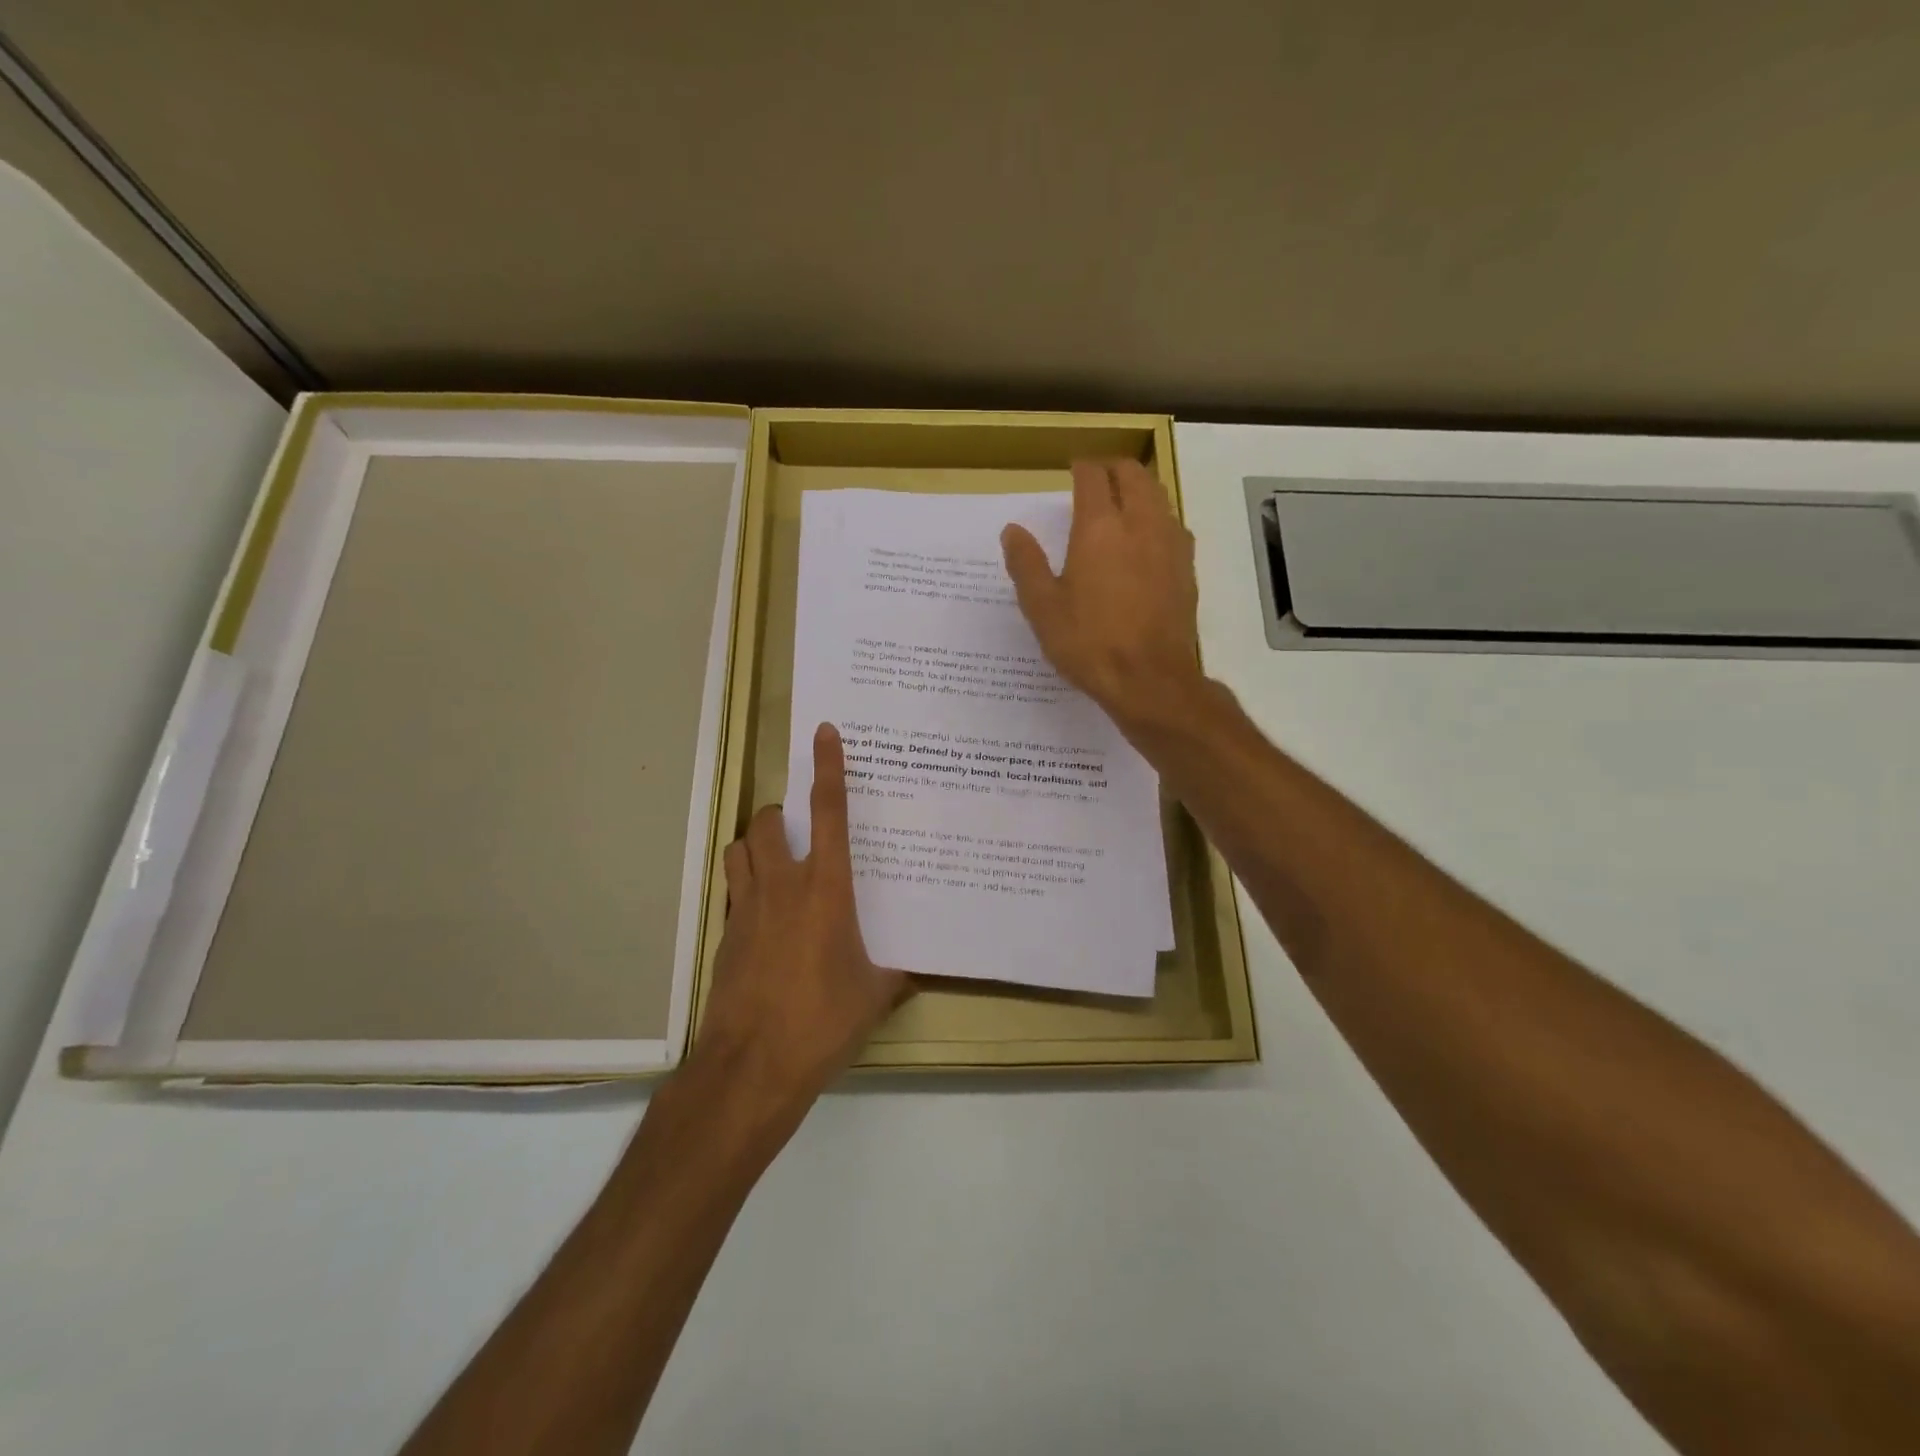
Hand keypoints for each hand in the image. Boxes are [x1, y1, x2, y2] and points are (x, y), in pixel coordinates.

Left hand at [689, 722, 907, 1130]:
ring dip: (756, 846)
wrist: (752, 1066)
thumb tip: (921, 968)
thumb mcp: (874, 996)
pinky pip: (731, 891)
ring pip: (739, 848)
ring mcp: (746, 908)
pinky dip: (744, 888)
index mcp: (827, 889)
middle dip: (783, 817)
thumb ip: (897, 973)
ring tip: (775, 866)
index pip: (830, 812)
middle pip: (769, 822)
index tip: (824, 732)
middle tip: (800, 835)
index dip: (828, 767)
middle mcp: (782, 885)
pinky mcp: (723, 934)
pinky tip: (762, 920)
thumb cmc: (823, 1022)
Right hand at [1001, 458, 1204, 733]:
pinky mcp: (1187, 567)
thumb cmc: (1089, 643)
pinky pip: (1173, 524)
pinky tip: (1146, 541)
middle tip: (1096, 480)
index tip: (1072, 470)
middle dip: (1113, 469)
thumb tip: (1012, 531)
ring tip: (1121, 504)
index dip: (1081, 467)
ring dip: (1139, 489)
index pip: (1093, 476)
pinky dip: (1157, 517)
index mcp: (1099, 528)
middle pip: (1133, 474)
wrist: (1150, 679)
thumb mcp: (1043, 608)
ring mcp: (1170, 543)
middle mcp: (1140, 524)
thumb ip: (1026, 564)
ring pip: (1158, 495)